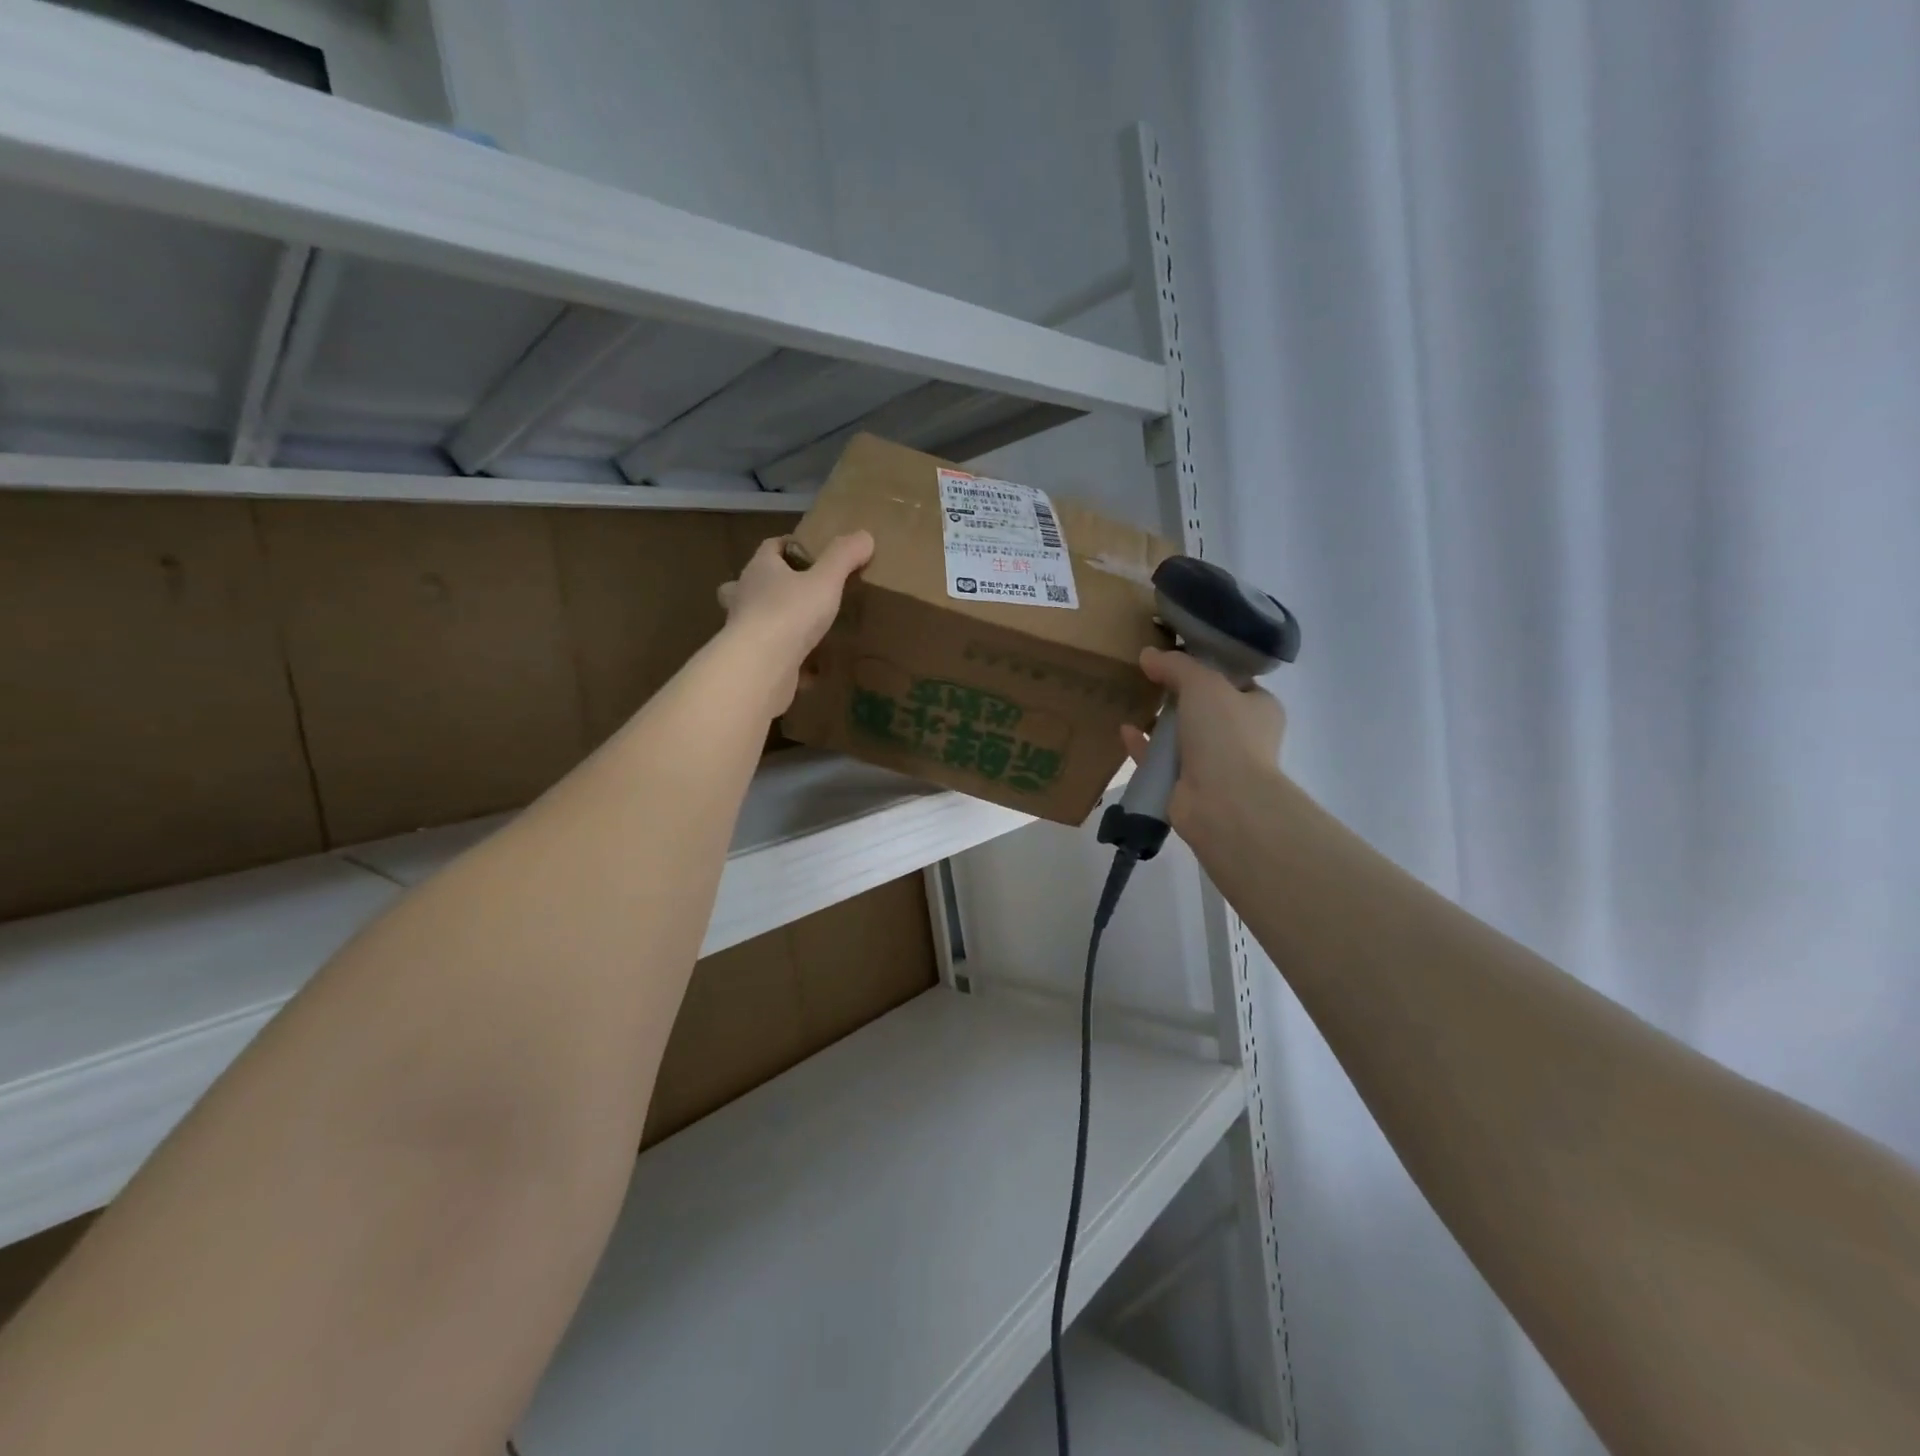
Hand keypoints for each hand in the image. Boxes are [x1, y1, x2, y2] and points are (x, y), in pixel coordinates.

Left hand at [717, 531, 873, 713]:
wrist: (761, 666)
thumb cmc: (791, 613)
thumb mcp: (825, 580)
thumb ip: (844, 557)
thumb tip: (864, 536)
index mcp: (760, 570)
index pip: (770, 547)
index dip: (788, 545)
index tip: (809, 552)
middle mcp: (745, 596)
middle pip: (750, 583)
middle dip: (768, 585)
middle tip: (795, 592)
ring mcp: (743, 630)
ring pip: (754, 620)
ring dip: (774, 622)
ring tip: (803, 630)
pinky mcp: (750, 661)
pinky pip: (770, 655)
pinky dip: (786, 659)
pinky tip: (808, 669)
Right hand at [1120, 646, 1285, 841]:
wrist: (1223, 801)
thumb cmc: (1225, 734)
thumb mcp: (1203, 684)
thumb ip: (1176, 665)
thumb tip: (1149, 654)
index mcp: (1259, 708)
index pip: (1236, 682)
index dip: (1209, 668)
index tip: (1179, 656)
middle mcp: (1241, 736)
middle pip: (1206, 708)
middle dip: (1179, 695)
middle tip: (1149, 676)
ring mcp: (1214, 764)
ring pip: (1182, 736)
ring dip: (1159, 722)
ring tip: (1133, 700)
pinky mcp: (1186, 786)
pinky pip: (1160, 761)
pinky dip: (1143, 746)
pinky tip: (1124, 731)